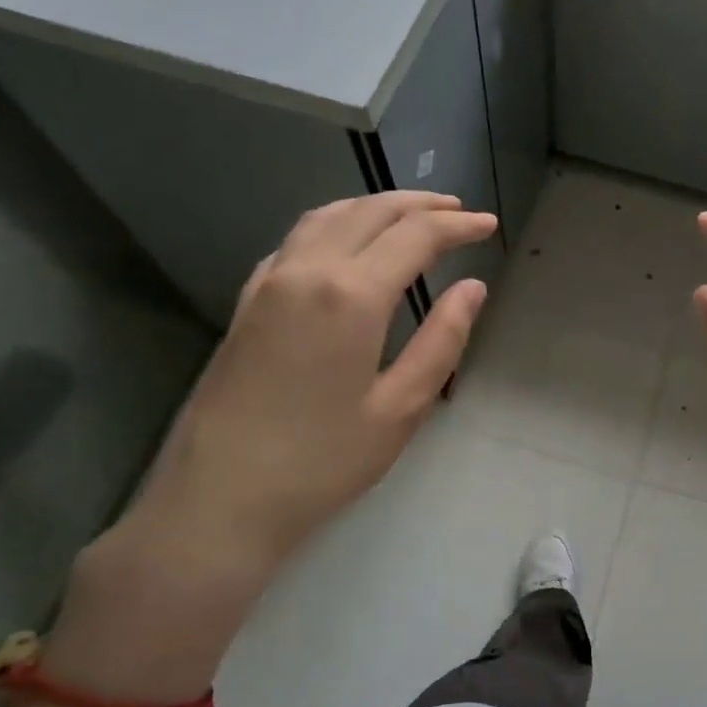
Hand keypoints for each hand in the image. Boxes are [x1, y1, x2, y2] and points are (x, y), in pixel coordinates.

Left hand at [97, 192, 495, 598]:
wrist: (218, 500)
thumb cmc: (322, 462)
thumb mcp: (401, 408)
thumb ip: (442, 339)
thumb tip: (473, 287)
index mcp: (351, 295)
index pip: (416, 236)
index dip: (458, 226)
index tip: (489, 226)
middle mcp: (307, 271)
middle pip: (370, 212)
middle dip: (420, 205)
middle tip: (459, 212)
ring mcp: (269, 282)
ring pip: (328, 215)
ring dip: (376, 206)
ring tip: (411, 214)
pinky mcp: (247, 301)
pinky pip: (298, 239)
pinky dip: (336, 223)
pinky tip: (349, 243)